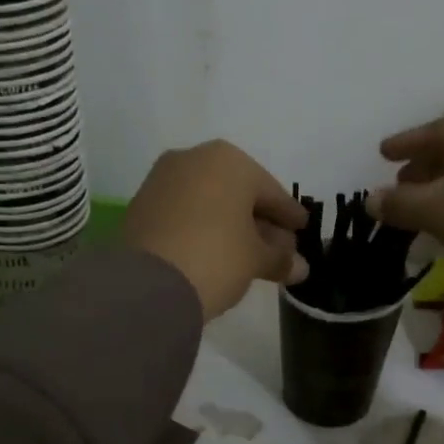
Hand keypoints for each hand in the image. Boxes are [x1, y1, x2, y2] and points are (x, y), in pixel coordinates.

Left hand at [120, 140, 308, 319]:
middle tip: (278, 248)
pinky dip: (202, 227)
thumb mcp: (256, 260)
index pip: (271, 191)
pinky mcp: (141, 204)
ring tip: (247, 254)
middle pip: (238, 193)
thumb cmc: (216, 257)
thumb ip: (280, 258)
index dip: (289, 214)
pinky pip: (184, 212)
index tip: (302, 229)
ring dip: (230, 224)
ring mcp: (162, 179)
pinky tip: (213, 251)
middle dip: (259, 221)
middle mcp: (194, 159)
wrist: (147, 284)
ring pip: (209, 201)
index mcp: (230, 161)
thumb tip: (299, 267)